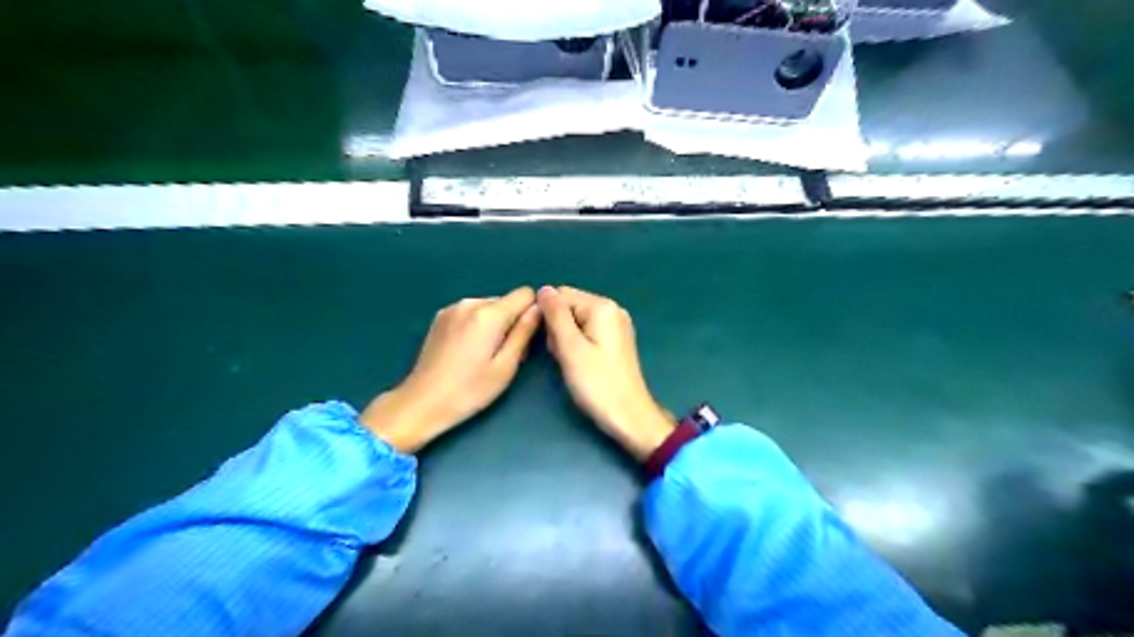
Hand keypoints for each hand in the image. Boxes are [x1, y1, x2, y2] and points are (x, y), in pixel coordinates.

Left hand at [360, 289, 541, 452]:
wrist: (422, 403)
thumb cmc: (469, 391)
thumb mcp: (506, 366)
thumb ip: (524, 333)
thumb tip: (539, 309)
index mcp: (488, 314)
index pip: (525, 294)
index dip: (532, 312)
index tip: (527, 336)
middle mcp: (470, 303)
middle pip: (506, 301)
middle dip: (512, 321)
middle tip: (505, 354)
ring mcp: (452, 308)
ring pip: (489, 307)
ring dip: (494, 324)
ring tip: (485, 355)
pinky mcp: (440, 317)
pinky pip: (471, 312)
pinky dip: (477, 325)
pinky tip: (467, 350)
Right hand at [537, 286, 670, 459]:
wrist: (628, 415)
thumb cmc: (597, 383)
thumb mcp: (570, 348)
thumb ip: (555, 316)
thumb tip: (543, 289)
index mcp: (603, 307)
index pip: (561, 295)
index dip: (548, 317)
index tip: (550, 343)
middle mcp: (612, 309)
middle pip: (570, 306)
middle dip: (558, 329)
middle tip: (563, 356)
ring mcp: (616, 325)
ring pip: (576, 321)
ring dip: (565, 339)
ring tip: (570, 362)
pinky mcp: (615, 340)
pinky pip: (587, 332)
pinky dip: (577, 345)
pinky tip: (579, 363)